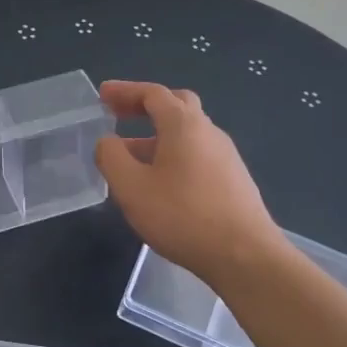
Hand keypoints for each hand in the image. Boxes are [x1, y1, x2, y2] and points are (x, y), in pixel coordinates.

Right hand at [96, 80, 283, 289]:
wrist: (244, 255)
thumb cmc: (182, 216)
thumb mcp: (131, 187)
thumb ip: (112, 157)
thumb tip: (108, 141)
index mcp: (184, 125)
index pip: (153, 94)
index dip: (125, 91)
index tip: (102, 95)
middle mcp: (209, 132)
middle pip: (176, 105)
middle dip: (145, 106)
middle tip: (119, 115)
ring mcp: (226, 156)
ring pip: (187, 134)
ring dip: (157, 135)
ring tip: (131, 157)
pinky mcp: (233, 180)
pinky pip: (197, 155)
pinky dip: (173, 155)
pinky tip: (160, 183)